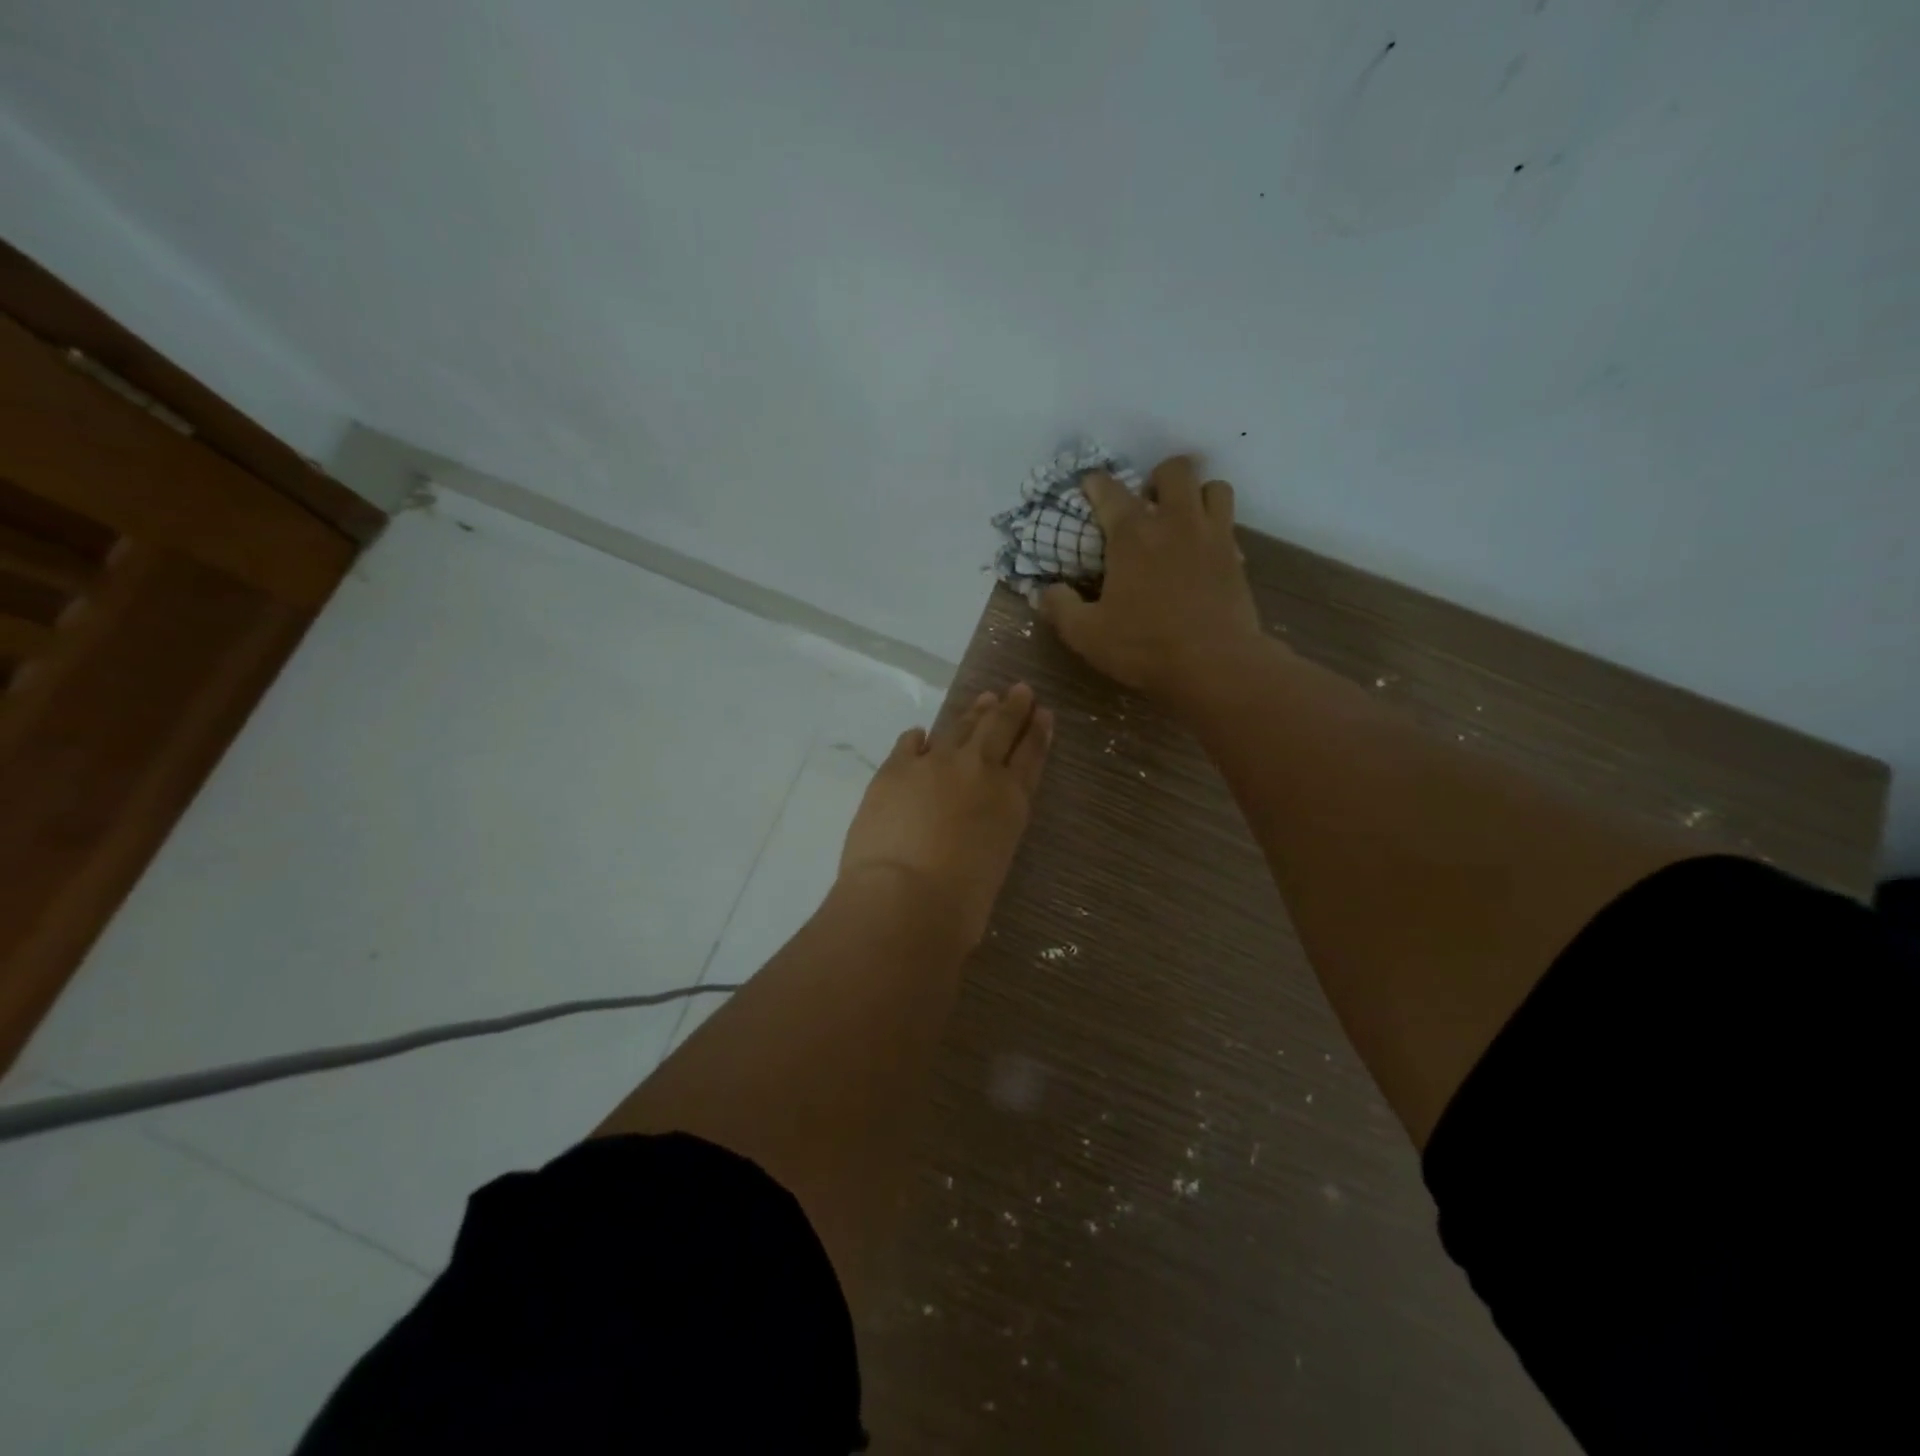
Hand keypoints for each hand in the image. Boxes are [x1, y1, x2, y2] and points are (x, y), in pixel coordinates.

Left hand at [838, 683, 1052, 948]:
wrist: (905, 897)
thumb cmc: (959, 905)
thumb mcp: (994, 865)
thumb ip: (988, 836)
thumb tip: (971, 830)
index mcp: (1011, 800)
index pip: (1030, 755)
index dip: (1037, 732)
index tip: (1043, 713)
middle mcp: (979, 770)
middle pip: (999, 728)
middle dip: (1012, 708)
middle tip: (1019, 690)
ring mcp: (934, 763)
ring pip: (960, 727)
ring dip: (974, 713)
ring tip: (984, 699)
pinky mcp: (895, 768)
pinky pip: (910, 743)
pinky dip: (918, 738)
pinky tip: (921, 734)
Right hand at [1040, 454, 1266, 704]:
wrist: (1215, 665)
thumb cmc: (1145, 647)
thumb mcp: (1087, 635)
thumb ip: (1061, 608)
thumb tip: (1045, 590)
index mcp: (1132, 535)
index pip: (1110, 490)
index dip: (1095, 483)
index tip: (1089, 486)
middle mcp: (1175, 522)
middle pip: (1175, 469)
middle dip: (1158, 478)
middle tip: (1147, 505)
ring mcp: (1212, 536)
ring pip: (1213, 487)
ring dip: (1196, 494)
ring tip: (1182, 519)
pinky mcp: (1237, 558)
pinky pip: (1230, 524)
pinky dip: (1215, 528)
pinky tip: (1203, 553)